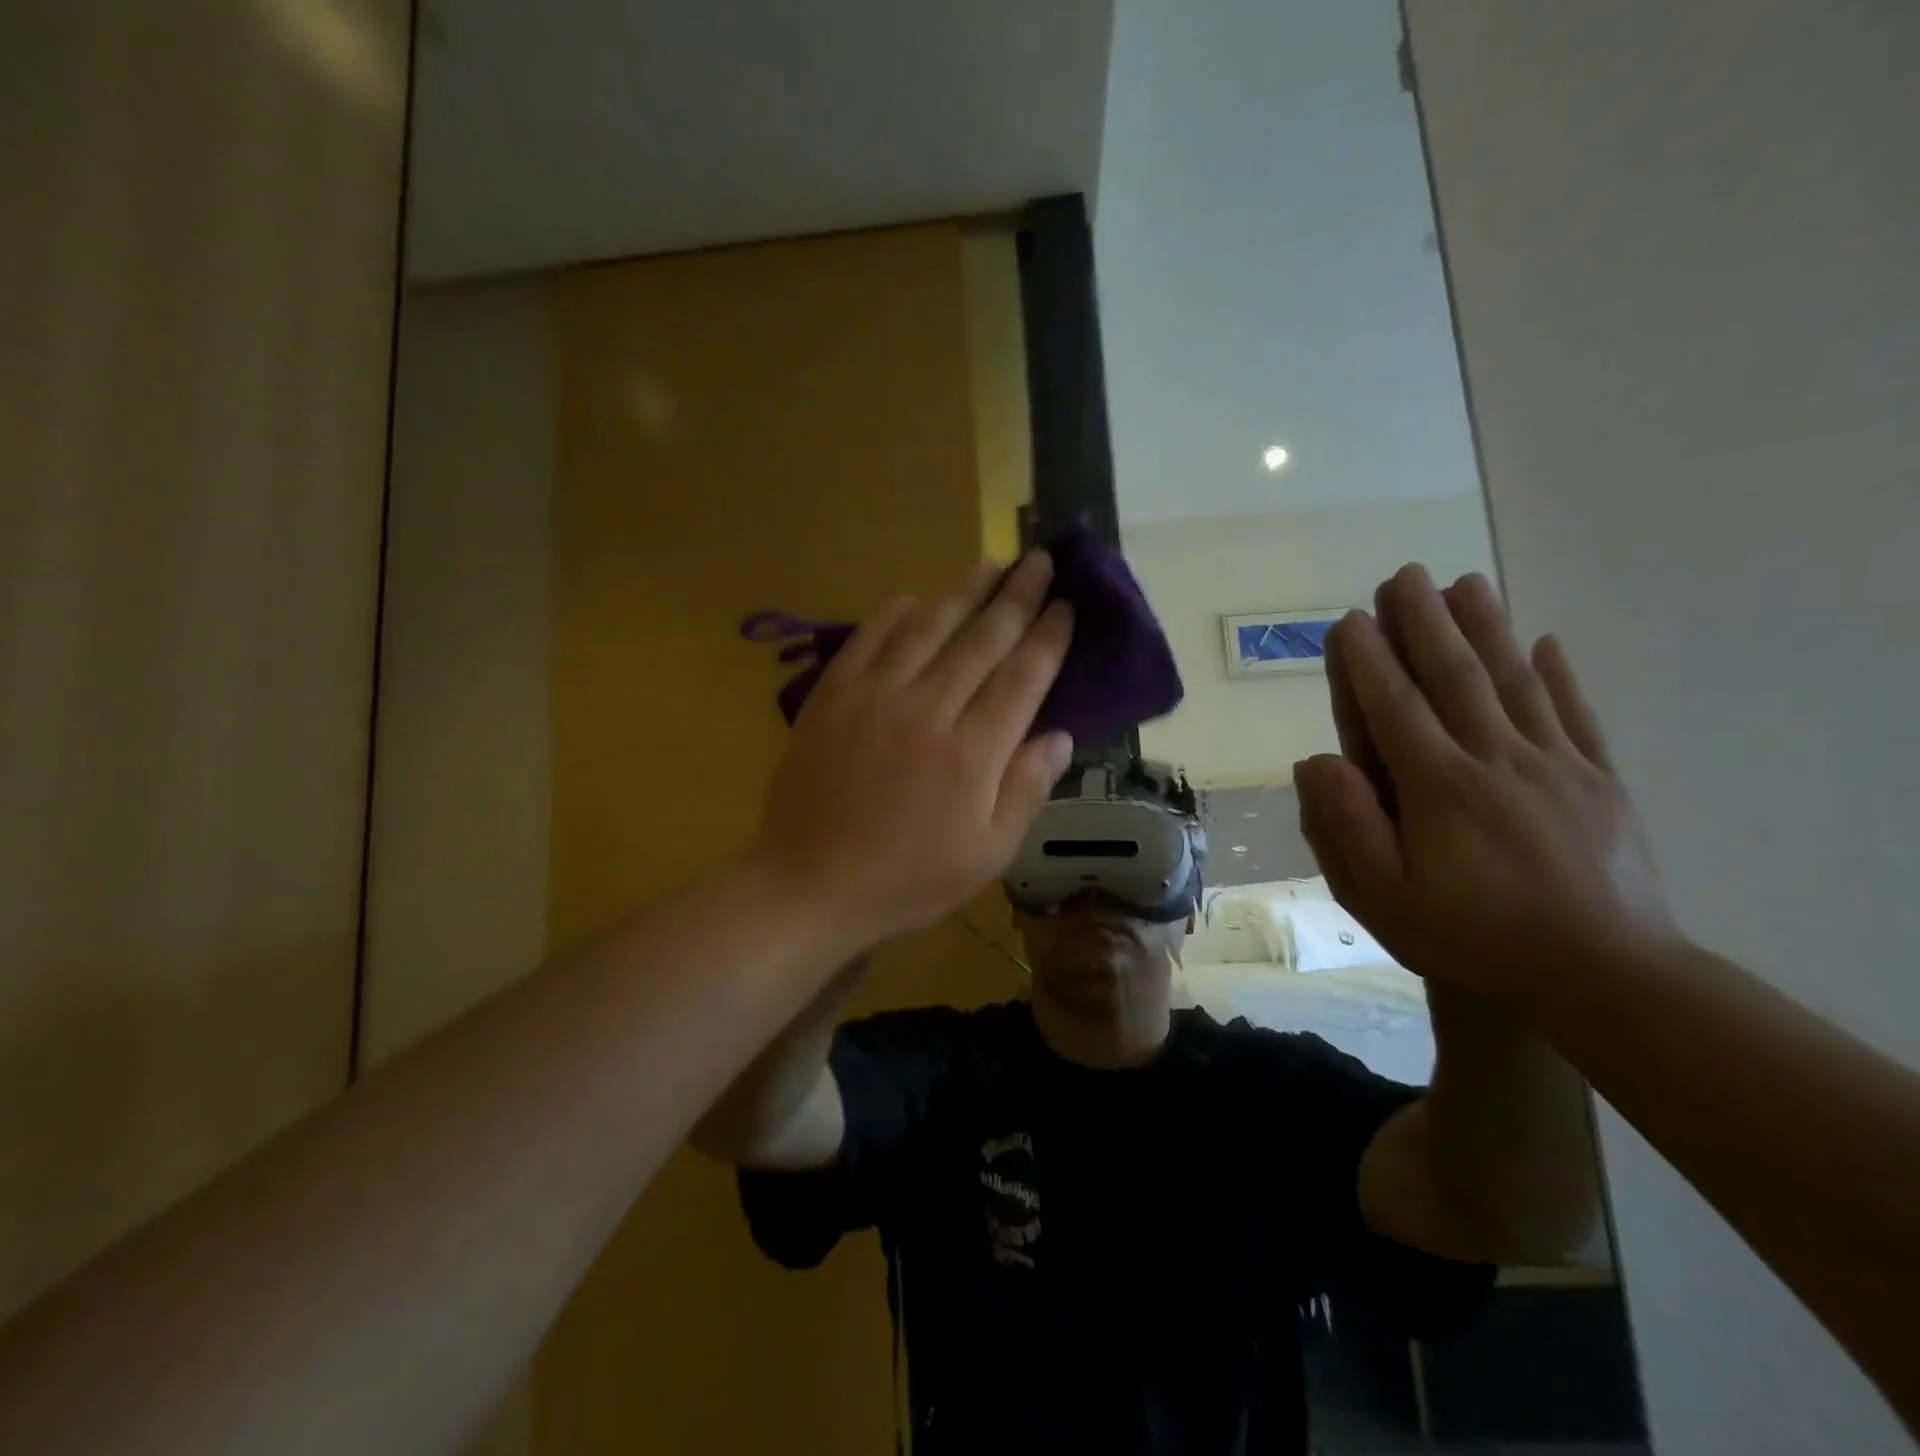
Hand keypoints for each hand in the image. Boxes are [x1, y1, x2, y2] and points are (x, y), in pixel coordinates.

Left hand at [751, 551, 1075, 947]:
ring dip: (964, 592)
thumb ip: (1026, 791)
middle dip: (1017, 596)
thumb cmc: (907, 879)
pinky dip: (896, 612)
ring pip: (928, 627)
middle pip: (982, 639)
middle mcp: (928, 710)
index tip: (1068, 604)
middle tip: (1039, 561)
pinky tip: (916, 597)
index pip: (1023, 677)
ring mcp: (874, 697)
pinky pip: (869, 638)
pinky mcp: (832, 695)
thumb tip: (1061, 735)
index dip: (1049, 636)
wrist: (809, 884)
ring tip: (991, 564)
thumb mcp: (986, 855)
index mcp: (973, 753)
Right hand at [1296, 564, 1681, 1001]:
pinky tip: (1547, 641)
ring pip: (1514, 682)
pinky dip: (1560, 675)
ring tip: (1466, 582)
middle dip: (1424, 622)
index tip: (1349, 620)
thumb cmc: (1473, 939)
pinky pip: (1577, 716)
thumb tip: (1317, 761)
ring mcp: (1557, 767)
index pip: (1393, 708)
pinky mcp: (1601, 783)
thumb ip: (1345, 825)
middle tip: (1404, 575)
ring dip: (1486, 628)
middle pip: (1455, 678)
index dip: (1367, 660)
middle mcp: (1496, 760)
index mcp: (1438, 787)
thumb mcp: (1383, 898)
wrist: (1606, 980)